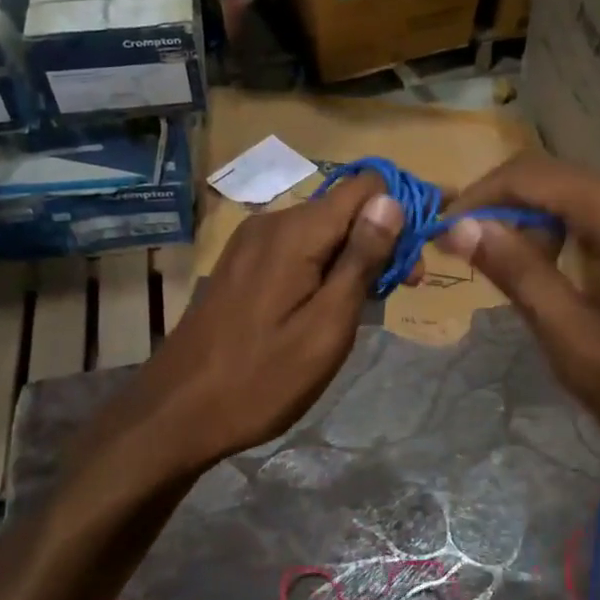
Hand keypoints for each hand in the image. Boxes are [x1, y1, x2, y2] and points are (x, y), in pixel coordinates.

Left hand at [92, 171, 414, 477]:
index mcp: (296, 232)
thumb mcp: (326, 326)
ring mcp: (250, 244)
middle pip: (344, 209)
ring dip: (354, 258)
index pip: (366, 186)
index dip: (403, 208)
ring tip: (367, 308)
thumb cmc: (261, 378)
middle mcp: (271, 223)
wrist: (176, 413)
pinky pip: (296, 251)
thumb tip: (392, 200)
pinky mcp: (240, 266)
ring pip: (321, 232)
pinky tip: (328, 309)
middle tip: (403, 290)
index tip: (423, 252)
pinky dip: (323, 269)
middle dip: (382, 240)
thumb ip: (361, 260)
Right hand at [442, 152, 599, 514]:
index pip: (534, 175)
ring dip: (561, 238)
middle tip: (487, 276)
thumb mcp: (586, 353)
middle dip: (520, 222)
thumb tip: (464, 226)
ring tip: (544, 297)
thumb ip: (523, 279)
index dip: (479, 196)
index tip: (442, 231)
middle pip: (571, 186)